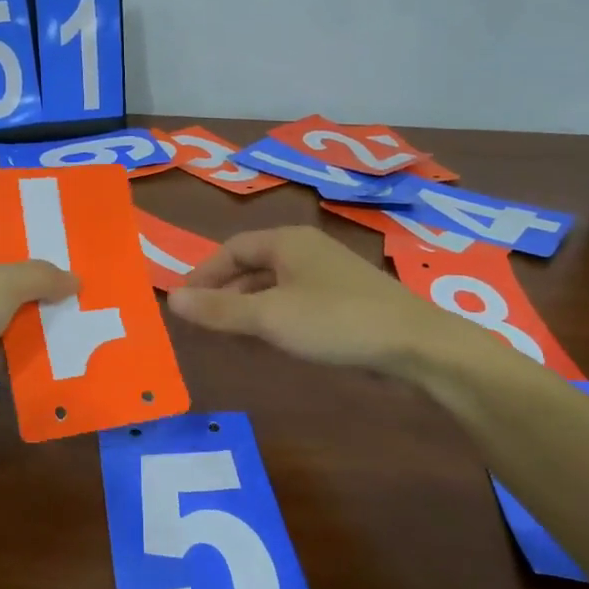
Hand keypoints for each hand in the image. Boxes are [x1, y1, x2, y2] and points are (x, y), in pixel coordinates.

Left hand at [0, 225, 75, 453]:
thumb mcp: (2, 284)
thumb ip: (41, 276)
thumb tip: (74, 279)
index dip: (23, 235)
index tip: (64, 242)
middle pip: (2, 275)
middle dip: (39, 280)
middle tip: (83, 279)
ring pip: (6, 314)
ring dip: (38, 317)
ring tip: (84, 312)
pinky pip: (3, 348)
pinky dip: (27, 349)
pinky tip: (64, 348)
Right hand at [167, 226, 500, 379]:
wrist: (417, 346)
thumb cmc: (335, 322)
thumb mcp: (269, 317)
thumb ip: (219, 309)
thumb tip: (171, 299)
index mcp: (286, 242)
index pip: (231, 249)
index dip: (203, 274)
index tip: (182, 303)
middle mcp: (306, 250)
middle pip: (251, 266)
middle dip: (223, 293)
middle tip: (201, 323)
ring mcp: (328, 275)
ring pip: (273, 286)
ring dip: (247, 308)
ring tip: (227, 336)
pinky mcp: (344, 301)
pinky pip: (295, 303)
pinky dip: (273, 318)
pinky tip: (270, 342)